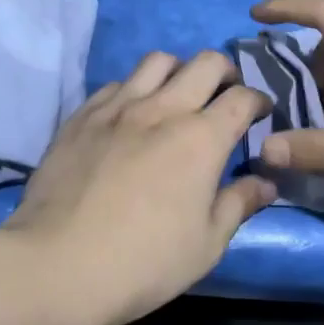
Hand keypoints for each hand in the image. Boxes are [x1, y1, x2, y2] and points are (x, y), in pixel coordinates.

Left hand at [0, 49, 275, 324]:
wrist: (58, 264)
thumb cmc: (144, 262)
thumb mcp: (206, 245)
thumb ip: (238, 205)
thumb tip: (265, 182)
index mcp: (201, 138)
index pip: (242, 98)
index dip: (259, 100)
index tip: (260, 113)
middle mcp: (163, 109)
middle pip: (205, 63)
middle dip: (225, 71)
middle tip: (225, 93)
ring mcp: (118, 106)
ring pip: (158, 61)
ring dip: (178, 70)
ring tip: (178, 94)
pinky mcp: (83, 114)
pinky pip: (117, 83)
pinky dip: (134, 89)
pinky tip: (131, 114)